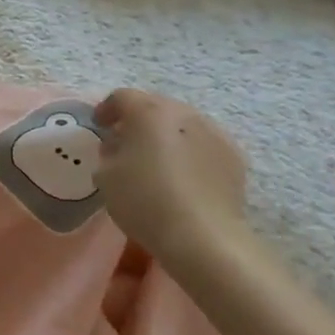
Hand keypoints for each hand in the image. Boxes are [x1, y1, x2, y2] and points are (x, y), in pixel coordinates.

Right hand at [94, 89, 252, 272]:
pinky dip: (192, 151)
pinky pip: (205, 144)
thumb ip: (108, 152)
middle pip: (156, 107)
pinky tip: (185, 175)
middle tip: (127, 142)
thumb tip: (119, 146)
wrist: (202, 237)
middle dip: (139, 120)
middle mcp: (184, 113)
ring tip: (159, 159)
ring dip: (169, 135)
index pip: (122, 97)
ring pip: (184, 124)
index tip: (99, 126)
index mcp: (149, 111)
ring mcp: (214, 132)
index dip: (107, 109)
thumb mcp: (106, 176)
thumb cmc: (144, 201)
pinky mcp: (235, 157)